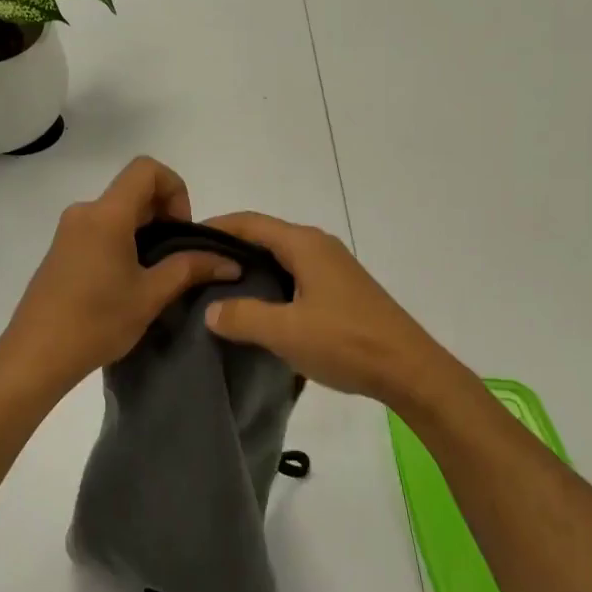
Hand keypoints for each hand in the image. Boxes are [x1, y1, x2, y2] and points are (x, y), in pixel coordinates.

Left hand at [0, 158, 241, 392]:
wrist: (35, 355)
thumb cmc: (96, 322)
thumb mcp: (150, 296)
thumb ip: (190, 269)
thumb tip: (229, 261)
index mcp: (107, 215)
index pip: (147, 169)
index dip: (175, 189)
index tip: (181, 229)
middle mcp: (85, 212)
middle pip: (133, 189)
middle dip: (164, 212)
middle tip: (177, 255)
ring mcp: (69, 230)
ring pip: (117, 210)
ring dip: (145, 229)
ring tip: (156, 272)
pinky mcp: (61, 249)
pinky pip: (101, 228)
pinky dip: (124, 239)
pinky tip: (128, 280)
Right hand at [201, 212, 470, 411]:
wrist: (409, 369)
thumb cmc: (346, 342)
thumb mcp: (286, 332)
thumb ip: (242, 317)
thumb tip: (210, 310)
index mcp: (305, 244)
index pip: (249, 223)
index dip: (215, 227)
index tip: (182, 242)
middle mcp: (319, 246)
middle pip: (264, 236)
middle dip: (229, 248)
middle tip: (194, 270)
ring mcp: (333, 268)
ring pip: (280, 258)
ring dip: (250, 269)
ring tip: (217, 290)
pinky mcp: (340, 289)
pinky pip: (295, 275)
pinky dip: (270, 284)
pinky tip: (256, 309)